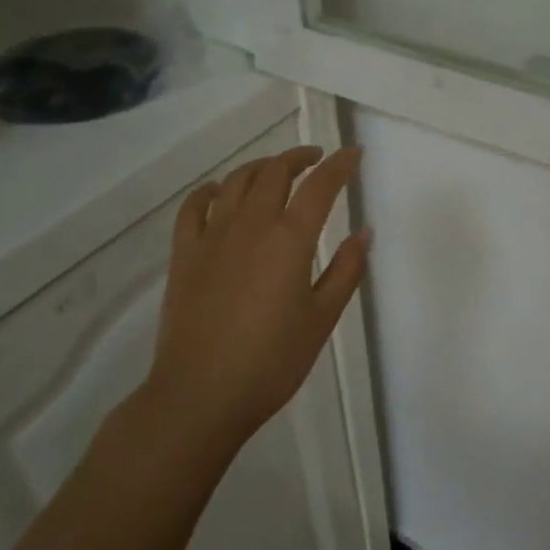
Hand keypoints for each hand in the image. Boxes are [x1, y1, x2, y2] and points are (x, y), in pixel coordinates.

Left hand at [140, 146, 369, 470]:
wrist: (200, 395)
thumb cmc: (272, 361)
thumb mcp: (322, 318)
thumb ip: (346, 270)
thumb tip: (364, 232)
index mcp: (290, 240)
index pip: (320, 186)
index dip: (339, 165)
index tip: (353, 154)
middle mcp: (251, 226)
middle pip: (275, 172)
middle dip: (299, 157)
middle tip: (316, 159)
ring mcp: (212, 237)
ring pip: (236, 181)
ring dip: (261, 167)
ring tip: (276, 170)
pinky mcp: (184, 255)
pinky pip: (194, 207)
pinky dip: (211, 191)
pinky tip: (219, 192)